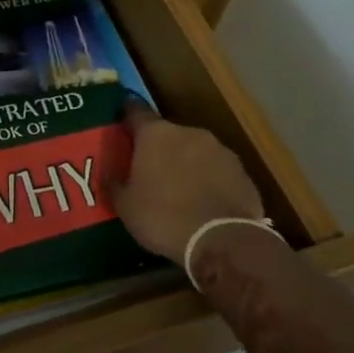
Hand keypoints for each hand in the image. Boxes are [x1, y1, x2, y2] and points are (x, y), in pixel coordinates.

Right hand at [110, 100, 265, 264]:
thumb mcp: (125, 206)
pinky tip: (204, 203)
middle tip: (150, 171)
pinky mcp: (242, 172)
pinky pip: (217, 170)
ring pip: (195, 151)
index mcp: (156, 135)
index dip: (127, 116)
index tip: (121, 122)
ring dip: (186, 163)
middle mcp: (189, 133)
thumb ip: (115, 183)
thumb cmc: (163, 218)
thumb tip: (110, 173)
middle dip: (159, 148)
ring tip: (180, 190)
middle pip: (167, 133)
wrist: (222, 241)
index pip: (135, 111)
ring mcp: (220, 150)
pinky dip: (209, 180)